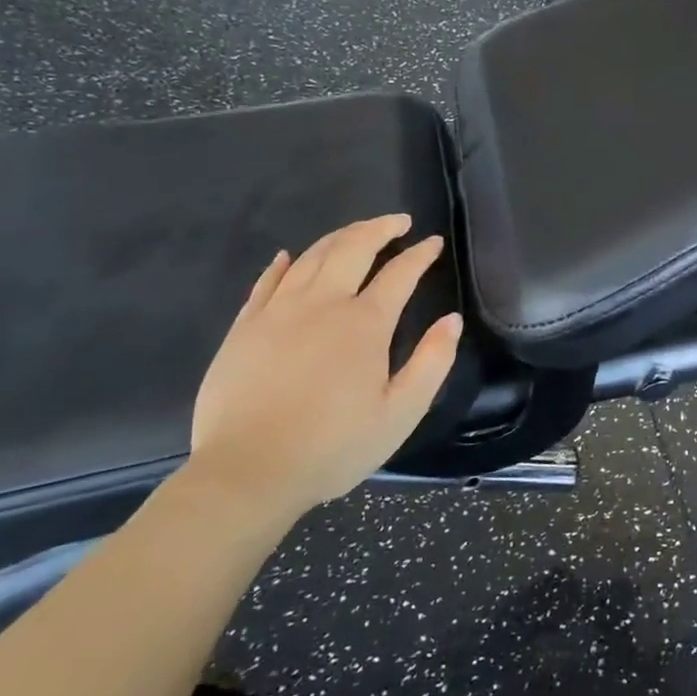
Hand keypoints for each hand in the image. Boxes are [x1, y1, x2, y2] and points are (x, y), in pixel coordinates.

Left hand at [186, 215, 461, 523]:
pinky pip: (267, 281)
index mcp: (365, 324)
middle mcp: (323, 304)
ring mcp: (278, 312)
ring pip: (312, 256)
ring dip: (339, 236)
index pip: (400, 273)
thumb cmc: (333, 446)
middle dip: (380, 228)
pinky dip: (283, 263)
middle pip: (353, 248)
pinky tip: (291, 256)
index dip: (419, 254)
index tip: (432, 242)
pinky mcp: (244, 327)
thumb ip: (432, 362)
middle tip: (398, 221)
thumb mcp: (401, 413)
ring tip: (357, 232)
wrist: (246, 473)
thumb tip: (451, 320)